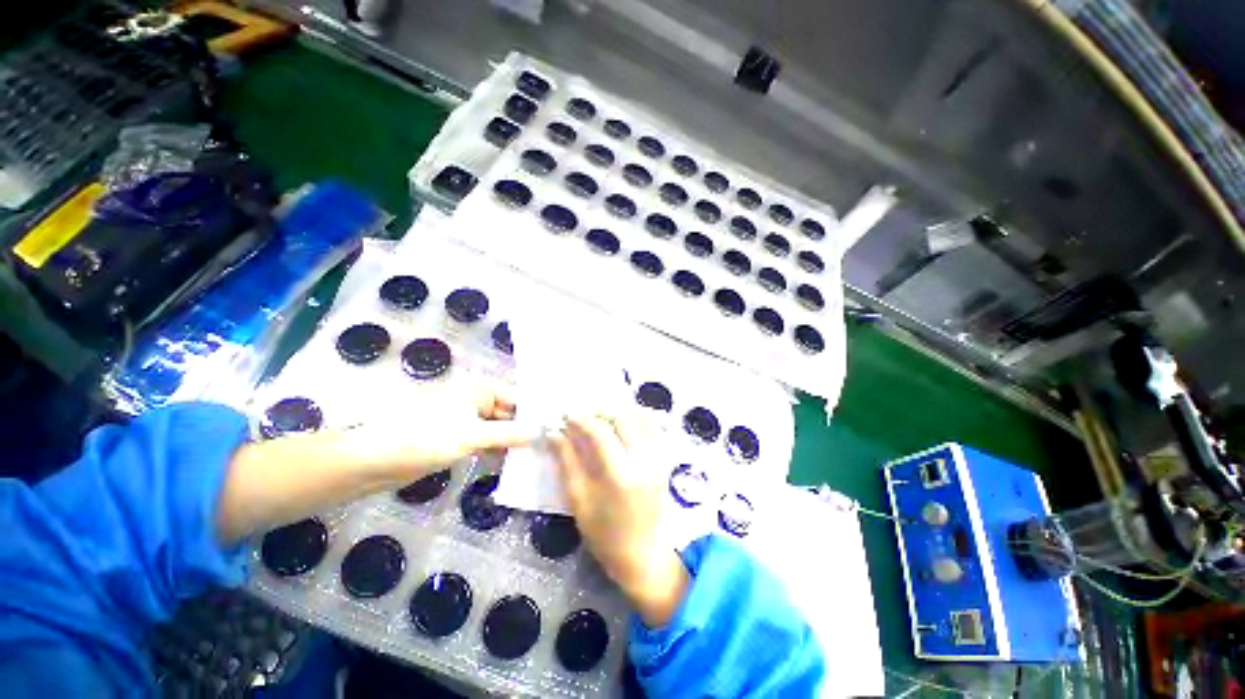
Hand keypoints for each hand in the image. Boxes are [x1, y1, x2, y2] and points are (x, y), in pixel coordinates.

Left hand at [341, 378, 539, 481]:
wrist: (373, 461)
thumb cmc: (424, 438)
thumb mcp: (472, 435)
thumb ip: (509, 433)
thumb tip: (542, 431)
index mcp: (479, 390)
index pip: (517, 398)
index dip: (536, 413)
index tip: (557, 428)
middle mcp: (475, 401)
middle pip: (509, 414)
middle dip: (526, 429)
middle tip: (551, 446)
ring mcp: (466, 421)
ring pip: (498, 429)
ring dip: (513, 442)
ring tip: (538, 455)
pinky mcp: (457, 439)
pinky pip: (486, 442)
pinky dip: (498, 450)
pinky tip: (514, 462)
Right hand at [551, 414, 688, 626]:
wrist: (643, 554)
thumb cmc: (604, 534)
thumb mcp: (578, 500)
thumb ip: (567, 462)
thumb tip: (554, 433)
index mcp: (619, 474)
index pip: (600, 432)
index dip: (581, 419)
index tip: (566, 415)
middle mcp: (643, 460)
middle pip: (623, 418)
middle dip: (600, 411)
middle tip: (582, 415)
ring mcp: (657, 458)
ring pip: (641, 418)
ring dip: (619, 411)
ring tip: (600, 417)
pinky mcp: (663, 460)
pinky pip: (652, 428)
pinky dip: (636, 418)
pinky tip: (621, 424)